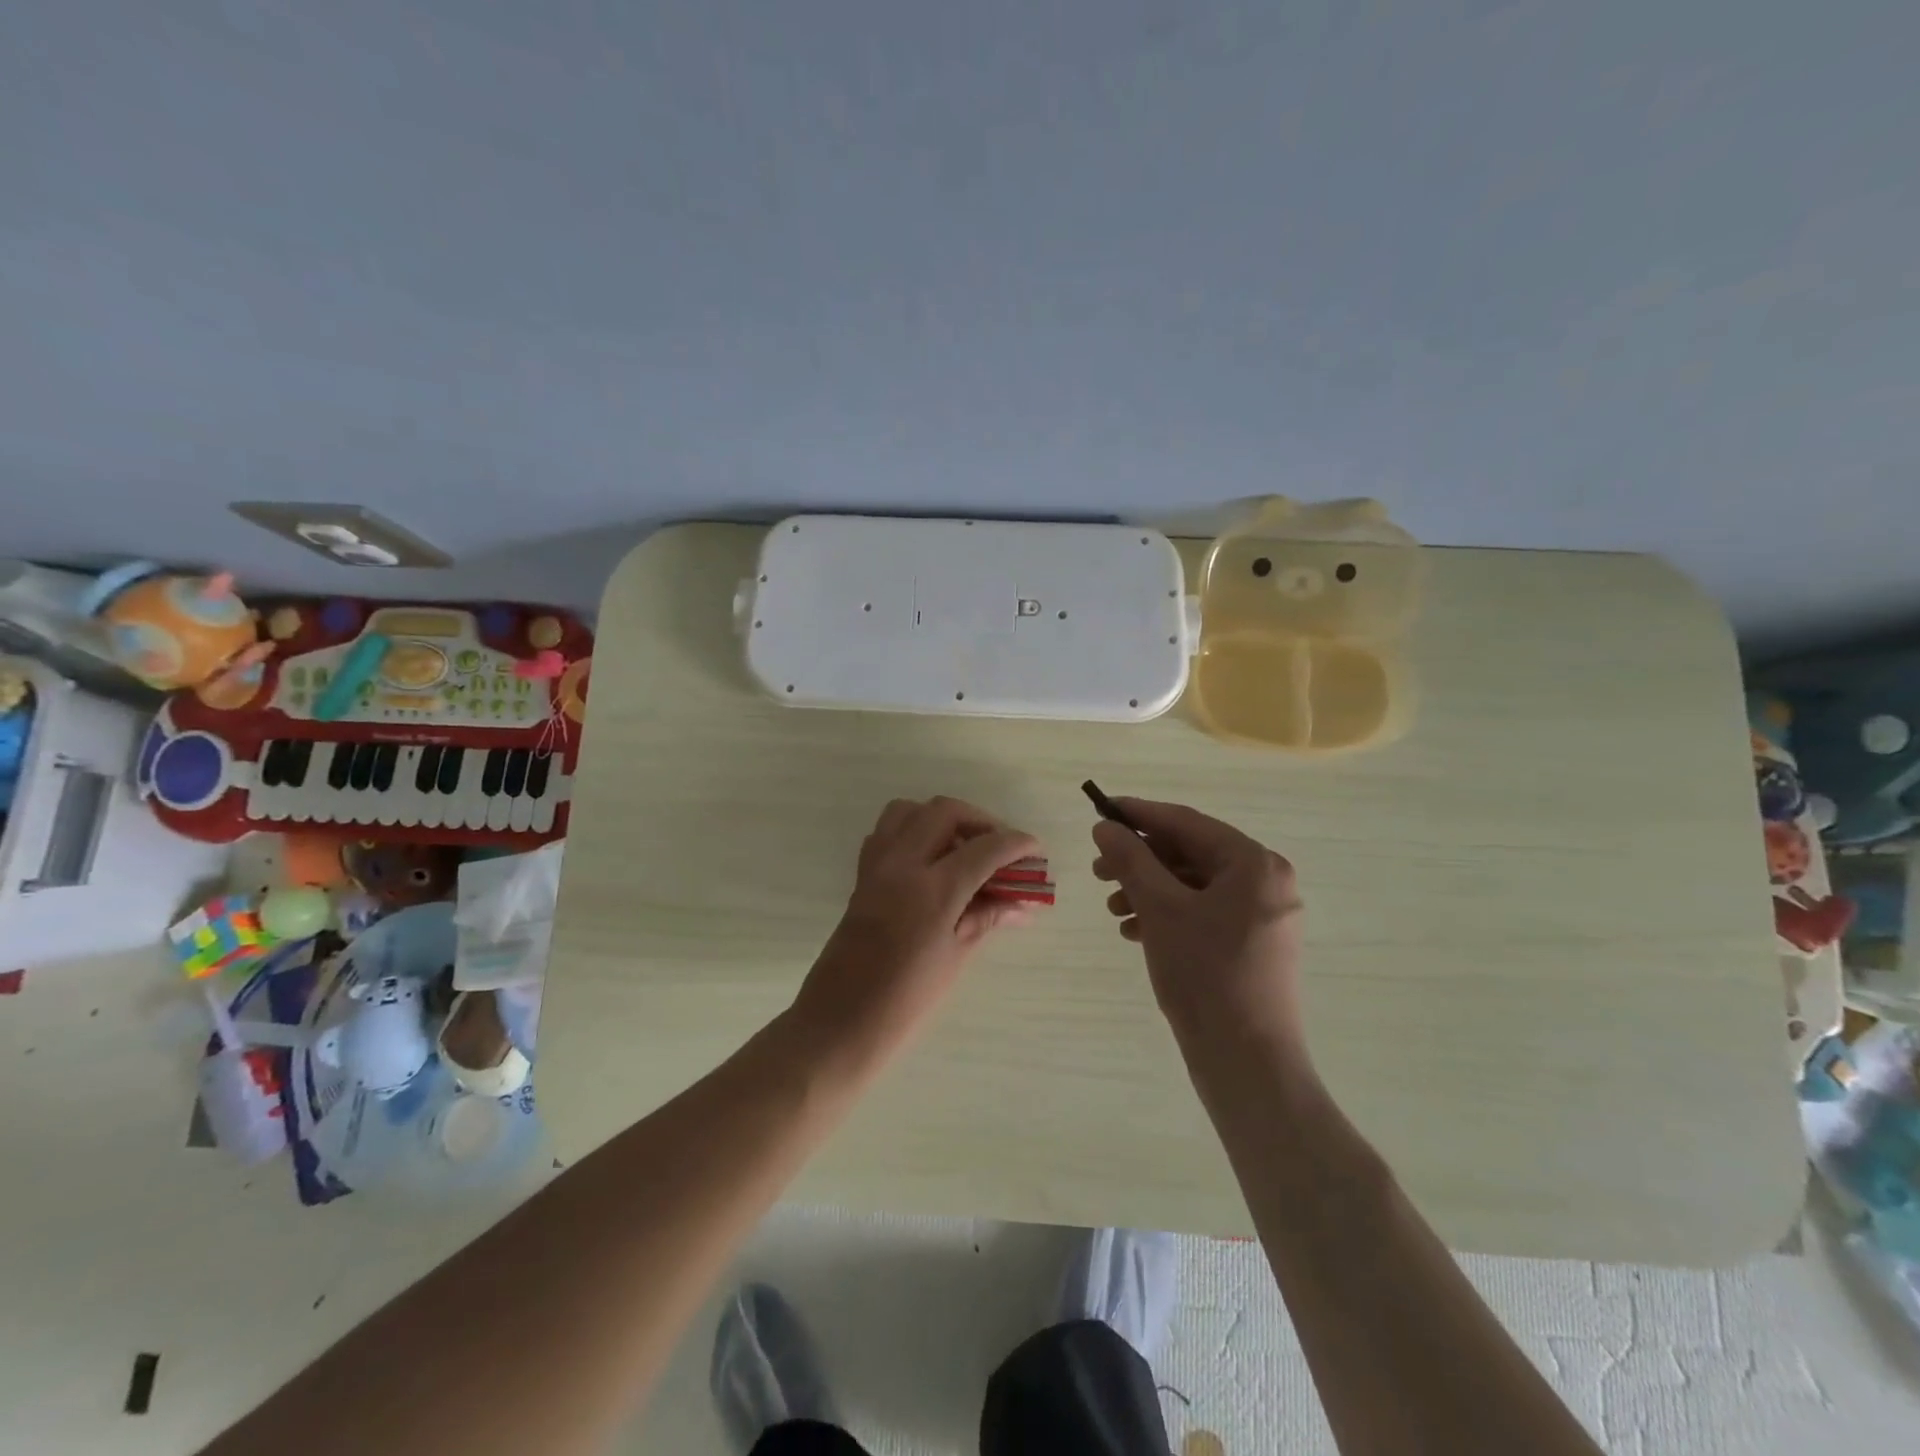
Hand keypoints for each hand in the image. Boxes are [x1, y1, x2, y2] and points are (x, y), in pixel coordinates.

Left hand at [795, 797, 1039, 1060]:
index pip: (984, 848)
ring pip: (910, 811)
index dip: (1016, 844)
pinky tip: (930, 863)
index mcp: (932, 890)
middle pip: (944, 811)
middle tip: (1000, 847)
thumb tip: (1023, 903)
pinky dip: (912, 832)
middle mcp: (902, 865)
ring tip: (963, 849)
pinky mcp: (862, 876)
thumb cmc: (906, 1000)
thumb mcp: (956, 957)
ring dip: (942, 819)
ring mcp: (877, 866)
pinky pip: (887, 833)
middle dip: (979, 821)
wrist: (840, 1022)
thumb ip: (988, 918)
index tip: (1035, 849)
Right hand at [1092, 798, 1306, 1056]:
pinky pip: (1204, 913)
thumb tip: (1106, 826)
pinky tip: (1134, 931)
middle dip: (1141, 861)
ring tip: (1113, 909)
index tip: (1101, 811)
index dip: (1140, 814)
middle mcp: (1266, 882)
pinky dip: (1168, 915)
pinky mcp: (1252, 946)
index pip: (1187, 823)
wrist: (1246, 1063)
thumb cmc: (1205, 974)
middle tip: (1098, 871)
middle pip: (1190, 854)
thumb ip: (1131, 859)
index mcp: (1255, 864)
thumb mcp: (1160, 909)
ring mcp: (1262, 917)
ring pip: (1193, 886)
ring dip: (1149, 891)